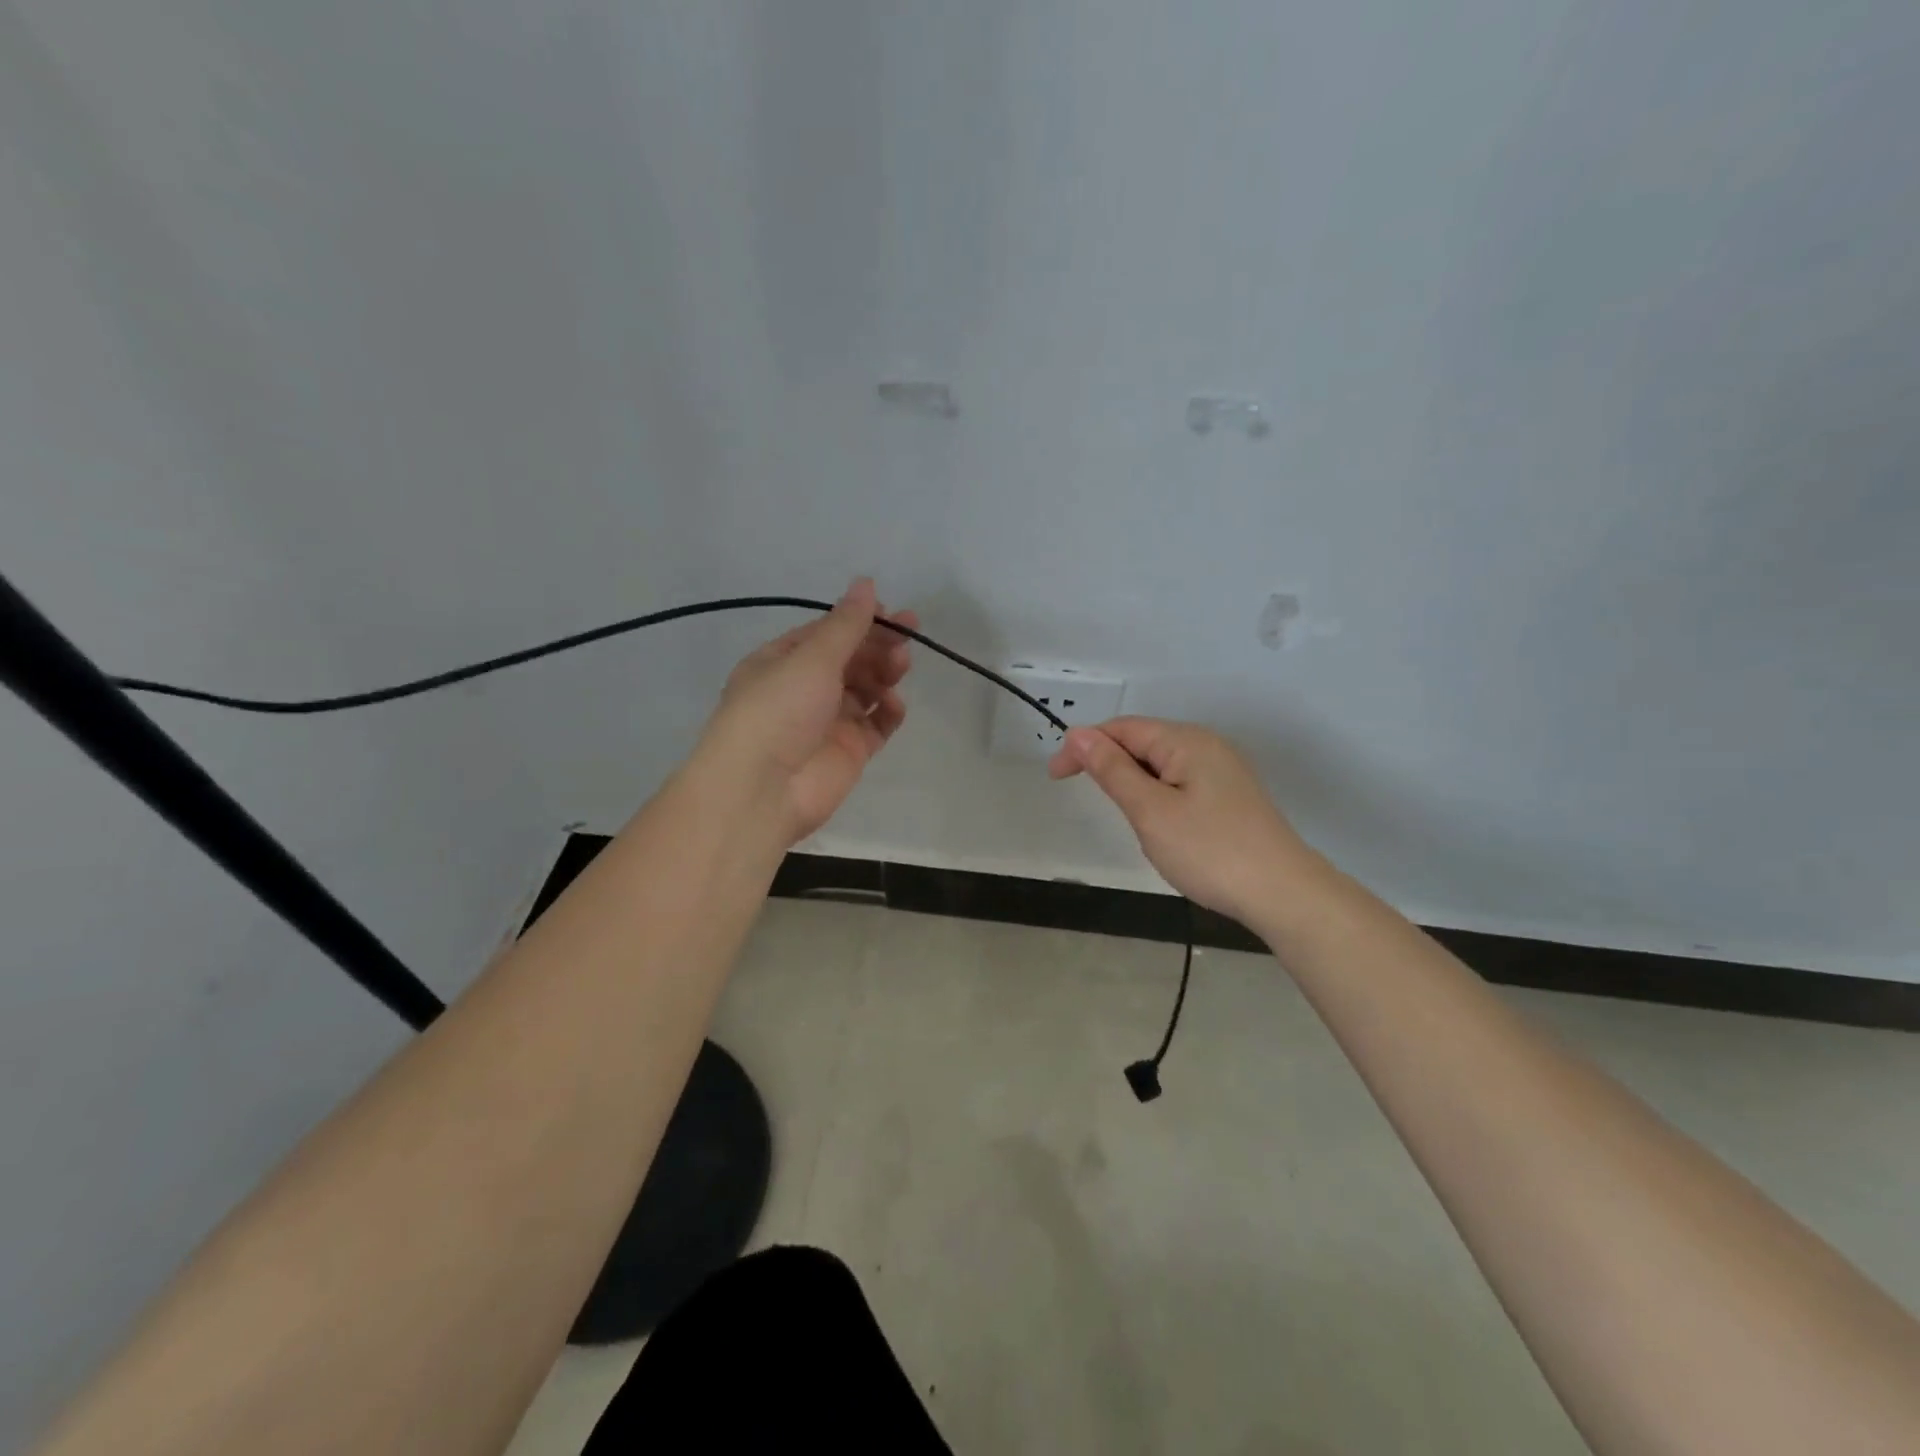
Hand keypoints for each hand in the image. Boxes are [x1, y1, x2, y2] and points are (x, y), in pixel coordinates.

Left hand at [697, 579, 914, 845]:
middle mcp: (804, 689)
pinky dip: (888, 712)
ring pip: (866, 690)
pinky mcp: (849, 751)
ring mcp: (828, 722)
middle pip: (850, 660)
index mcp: (782, 661)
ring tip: (900, 668)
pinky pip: (876, 725)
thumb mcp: (811, 658)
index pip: (826, 633)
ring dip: (884, 674)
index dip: (860, 621)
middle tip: (907, 638)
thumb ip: (846, 624)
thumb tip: (866, 583)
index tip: (893, 614)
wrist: (763, 788)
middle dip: (878, 646)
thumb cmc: (779, 710)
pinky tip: (894, 705)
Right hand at [1048, 717, 1321, 921]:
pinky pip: (1180, 783)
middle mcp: (1206, 746)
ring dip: (1133, 784)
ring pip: (1161, 766)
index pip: (1122, 729)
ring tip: (1129, 820)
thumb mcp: (1150, 811)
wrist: (1283, 894)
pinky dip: (1157, 797)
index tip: (1055, 776)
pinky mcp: (1231, 796)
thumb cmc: (1209, 850)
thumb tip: (1078, 735)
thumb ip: (1112, 770)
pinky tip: (1160, 826)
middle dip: (1110, 765)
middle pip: (1143, 742)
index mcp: (1186, 741)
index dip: (1084, 746)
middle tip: (1089, 800)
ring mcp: (1223, 771)